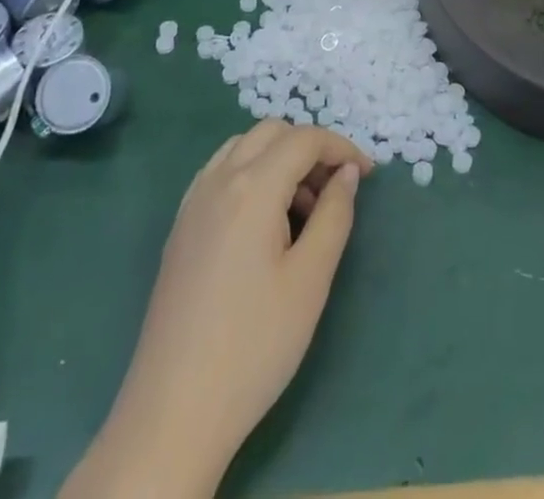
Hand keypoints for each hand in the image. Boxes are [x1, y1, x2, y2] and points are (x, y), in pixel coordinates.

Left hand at [62, 122, 372, 498]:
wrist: (174, 412)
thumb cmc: (254, 345)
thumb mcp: (310, 280)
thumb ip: (334, 215)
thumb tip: (348, 173)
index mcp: (251, 187)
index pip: (304, 139)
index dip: (341, 147)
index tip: (368, 174)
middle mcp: (218, 179)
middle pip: (272, 132)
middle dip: (310, 148)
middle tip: (335, 190)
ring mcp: (193, 201)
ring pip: (244, 147)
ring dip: (279, 158)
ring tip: (302, 209)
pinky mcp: (181, 226)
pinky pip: (221, 172)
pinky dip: (251, 173)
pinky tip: (264, 220)